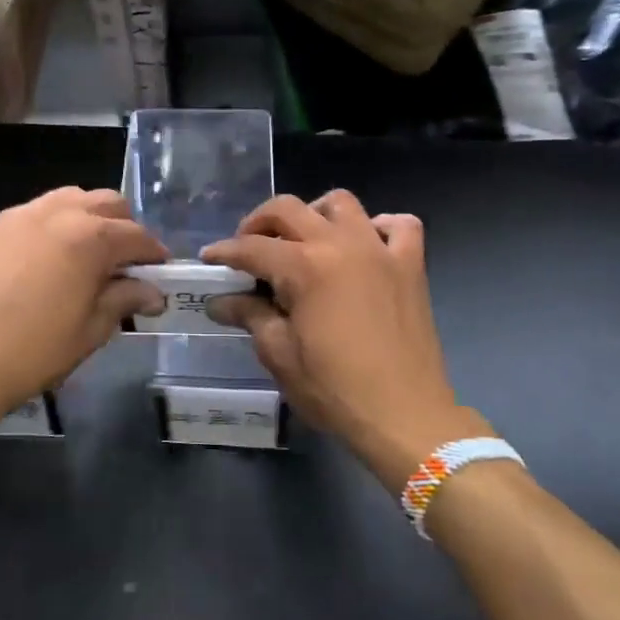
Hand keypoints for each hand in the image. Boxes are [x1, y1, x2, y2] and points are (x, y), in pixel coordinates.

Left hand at [0, 188, 167, 439]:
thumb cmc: (30, 353)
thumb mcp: (88, 332)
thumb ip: (123, 301)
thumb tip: (151, 291)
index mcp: (91, 238)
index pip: (137, 235)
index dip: (153, 254)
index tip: (159, 273)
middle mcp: (59, 213)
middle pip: (107, 203)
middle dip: (124, 228)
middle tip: (124, 264)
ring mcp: (21, 214)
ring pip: (70, 199)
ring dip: (88, 219)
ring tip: (85, 256)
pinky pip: (35, 212)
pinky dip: (53, 225)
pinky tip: (46, 259)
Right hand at [203, 190, 490, 491]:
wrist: (404, 416)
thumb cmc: (334, 389)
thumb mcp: (279, 354)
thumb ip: (250, 316)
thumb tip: (221, 301)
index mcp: (303, 266)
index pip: (251, 247)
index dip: (224, 252)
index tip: (208, 258)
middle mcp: (340, 244)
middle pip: (289, 209)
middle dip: (258, 222)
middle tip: (248, 247)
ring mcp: (379, 250)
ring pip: (341, 203)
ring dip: (315, 213)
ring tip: (304, 239)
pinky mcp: (411, 265)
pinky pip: (399, 225)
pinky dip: (379, 226)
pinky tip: (365, 245)